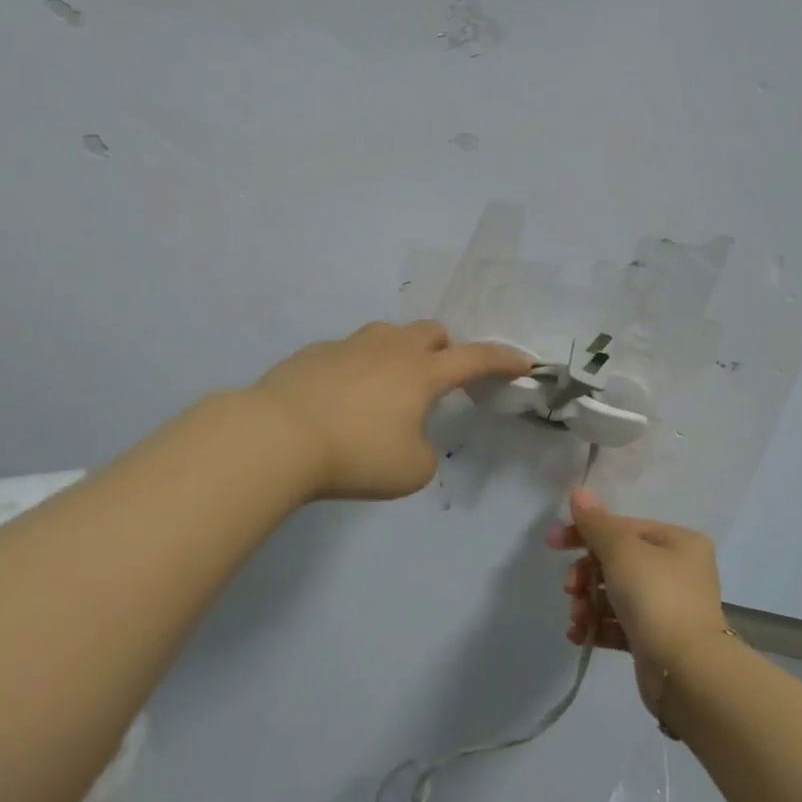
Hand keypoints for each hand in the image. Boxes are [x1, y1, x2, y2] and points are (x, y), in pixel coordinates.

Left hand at [251, 320, 532, 500]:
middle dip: (445, 350)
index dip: (503, 360)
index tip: (524, 361)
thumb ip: (424, 450)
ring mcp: (349, 346)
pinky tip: (343, 397)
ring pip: (388, 335)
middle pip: (431, 332)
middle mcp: (389, 349)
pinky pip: (349, 351)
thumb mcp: (410, 470)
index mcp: (422, 373)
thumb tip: (409, 437)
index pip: (475, 358)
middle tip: (438, 381)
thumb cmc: (355, 455)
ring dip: (400, 354)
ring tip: (387, 389)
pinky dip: (359, 368)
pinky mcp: (314, 353)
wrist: (278, 437)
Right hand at [547, 489, 730, 716]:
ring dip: (588, 603)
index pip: (623, 527)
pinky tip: (580, 635)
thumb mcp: (621, 551)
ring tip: (578, 619)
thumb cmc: (655, 597)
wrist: (685, 670)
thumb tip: (579, 491)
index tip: (552, 544)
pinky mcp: (657, 639)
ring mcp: (669, 607)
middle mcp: (678, 571)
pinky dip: (598, 626)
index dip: (585, 533)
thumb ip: (596, 523)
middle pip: (616, 562)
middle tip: (570, 589)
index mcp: (677, 542)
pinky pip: (620, 624)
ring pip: (615, 594)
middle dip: (586, 575)